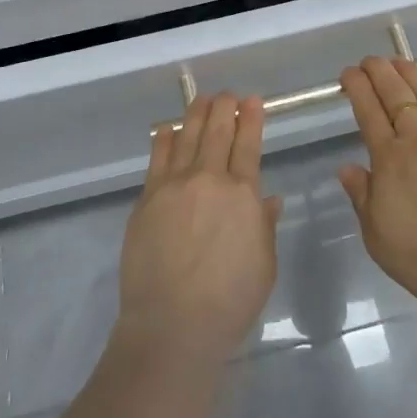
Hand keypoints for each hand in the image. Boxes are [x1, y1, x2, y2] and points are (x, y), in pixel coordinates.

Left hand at [117, 93, 282, 370]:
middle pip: (217, 131)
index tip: (252, 100)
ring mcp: (174, 185)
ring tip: (201, 100)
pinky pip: (157, 158)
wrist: (173, 323)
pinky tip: (166, 129)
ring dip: (196, 114)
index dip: (251, 118)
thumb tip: (269, 199)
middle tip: (227, 94)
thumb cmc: (229, 302)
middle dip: (224, 107)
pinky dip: (163, 138)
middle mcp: (209, 179)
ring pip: (187, 136)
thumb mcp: (263, 265)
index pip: (248, 144)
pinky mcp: (148, 197)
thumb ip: (264, 225)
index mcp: (243, 194)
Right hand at [338, 57, 416, 314]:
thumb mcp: (378, 237)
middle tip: (369, 59)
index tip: (348, 72)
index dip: (357, 88)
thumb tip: (346, 167)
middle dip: (379, 72)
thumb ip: (362, 197)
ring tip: (399, 59)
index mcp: (389, 158)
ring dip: (410, 74)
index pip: (368, 112)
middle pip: (395, 95)